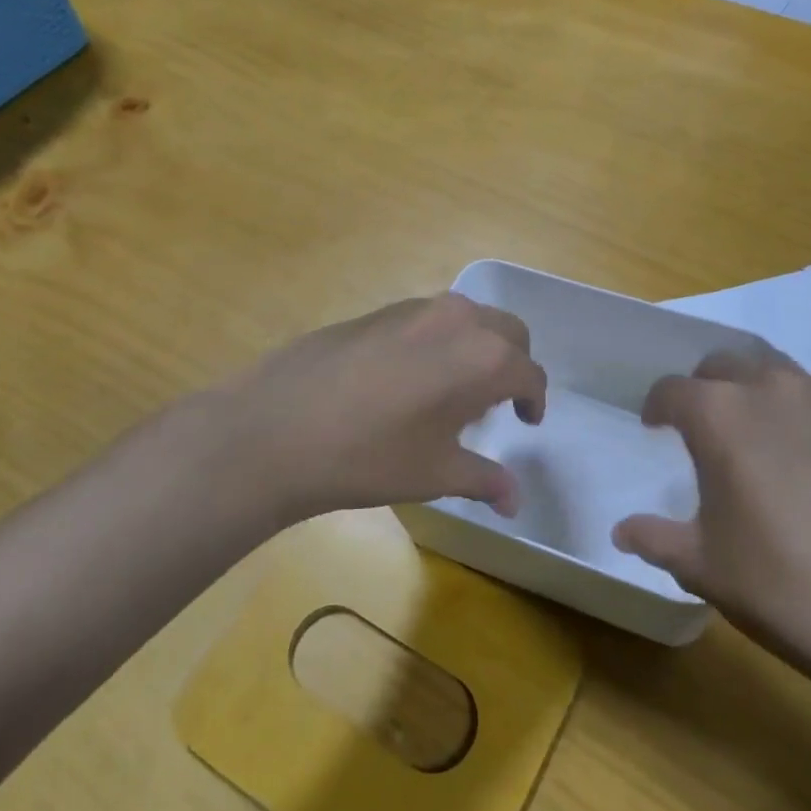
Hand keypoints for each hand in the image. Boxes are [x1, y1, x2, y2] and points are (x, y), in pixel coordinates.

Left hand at [209, 293, 546, 526]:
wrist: (277, 428)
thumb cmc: (370, 456)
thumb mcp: (435, 474)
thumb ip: (484, 480)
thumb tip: (515, 502)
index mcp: (485, 358)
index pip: (529, 373)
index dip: (534, 400)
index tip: (526, 421)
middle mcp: (459, 320)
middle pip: (508, 332)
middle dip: (513, 363)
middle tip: (499, 401)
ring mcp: (416, 308)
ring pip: (468, 318)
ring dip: (477, 347)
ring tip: (454, 389)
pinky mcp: (379, 310)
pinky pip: (429, 319)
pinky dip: (440, 340)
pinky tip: (408, 378)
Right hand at [613, 347, 810, 667]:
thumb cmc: (779, 585)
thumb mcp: (702, 566)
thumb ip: (655, 538)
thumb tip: (621, 530)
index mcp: (716, 416)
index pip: (671, 390)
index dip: (657, 406)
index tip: (655, 427)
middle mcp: (766, 390)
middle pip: (723, 364)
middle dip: (705, 387)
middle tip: (705, 425)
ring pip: (779, 365)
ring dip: (759, 382)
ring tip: (759, 416)